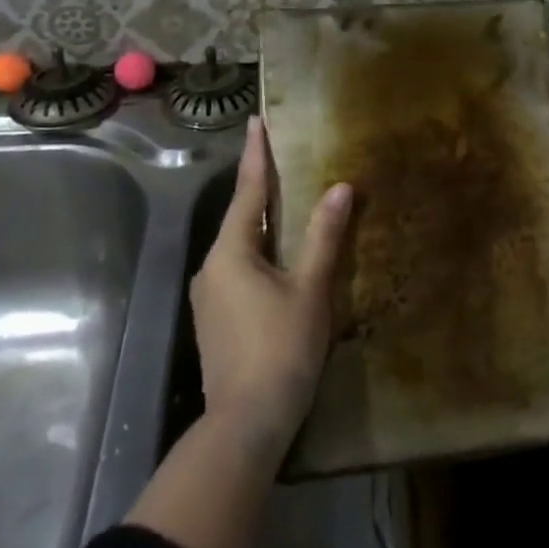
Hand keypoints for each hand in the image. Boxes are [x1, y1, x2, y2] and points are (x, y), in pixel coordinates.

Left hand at [192, 117, 352, 451]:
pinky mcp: (216, 319)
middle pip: (241, 217)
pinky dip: (260, 253)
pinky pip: (239, 270)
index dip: (256, 155)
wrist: (245, 425)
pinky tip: (281, 259)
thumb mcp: (310, 289)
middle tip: (283, 159)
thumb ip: (324, 236)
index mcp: (231, 252)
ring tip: (289, 204)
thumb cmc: (281, 349)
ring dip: (263, 224)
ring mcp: (209, 296)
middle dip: (261, 188)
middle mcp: (211, 267)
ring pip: (240, 246)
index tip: (258, 121)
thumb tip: (339, 188)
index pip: (247, 191)